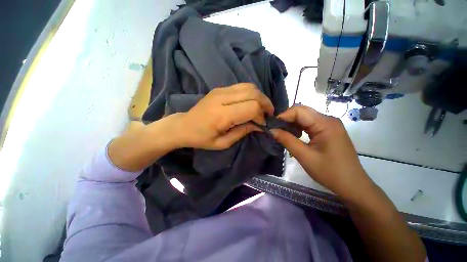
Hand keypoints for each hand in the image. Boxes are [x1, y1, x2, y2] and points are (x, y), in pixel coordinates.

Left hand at [175, 83, 273, 149]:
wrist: (184, 126)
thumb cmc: (202, 138)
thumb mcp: (223, 143)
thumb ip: (243, 132)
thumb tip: (260, 125)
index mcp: (222, 115)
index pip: (251, 107)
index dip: (261, 116)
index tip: (262, 124)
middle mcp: (222, 98)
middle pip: (253, 93)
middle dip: (265, 104)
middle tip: (267, 115)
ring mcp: (220, 90)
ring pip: (249, 86)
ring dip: (259, 97)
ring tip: (261, 108)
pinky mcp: (220, 88)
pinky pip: (242, 86)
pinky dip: (251, 93)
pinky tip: (250, 103)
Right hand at [270, 105, 371, 201]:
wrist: (352, 185)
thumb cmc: (330, 172)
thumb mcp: (305, 156)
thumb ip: (286, 140)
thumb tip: (271, 130)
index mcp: (325, 123)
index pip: (299, 111)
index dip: (283, 116)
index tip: (271, 126)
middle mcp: (328, 119)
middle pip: (302, 112)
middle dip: (286, 119)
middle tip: (275, 129)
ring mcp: (329, 125)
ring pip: (305, 117)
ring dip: (292, 123)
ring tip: (282, 133)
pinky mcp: (328, 130)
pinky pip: (310, 124)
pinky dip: (299, 128)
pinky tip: (293, 136)